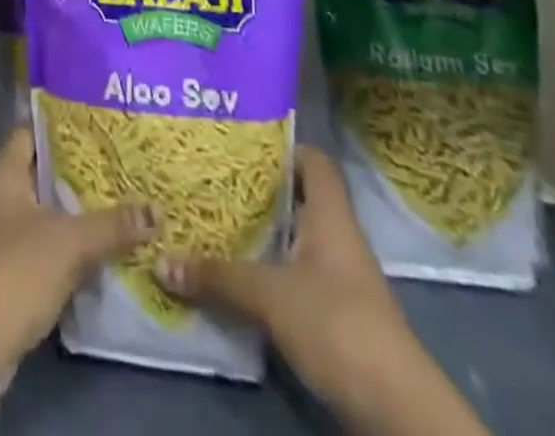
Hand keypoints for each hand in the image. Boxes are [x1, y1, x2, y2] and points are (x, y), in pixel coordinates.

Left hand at [0, 125, 157, 372]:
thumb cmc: (16, 271)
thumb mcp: (69, 243)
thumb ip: (112, 225)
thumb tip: (157, 210)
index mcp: (5, 173)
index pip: (32, 131)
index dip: (61, 124)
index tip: (96, 122)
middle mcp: (0, 195)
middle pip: (43, 170)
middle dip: (78, 168)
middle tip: (120, 160)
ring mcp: (3, 233)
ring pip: (47, 208)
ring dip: (77, 207)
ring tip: (121, 196)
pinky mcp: (12, 267)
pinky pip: (47, 241)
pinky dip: (71, 240)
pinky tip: (104, 242)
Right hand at [153, 145, 410, 393]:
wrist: (395, 407)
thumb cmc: (336, 323)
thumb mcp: (269, 295)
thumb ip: (218, 276)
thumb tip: (160, 260)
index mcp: (330, 214)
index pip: (313, 161)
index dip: (282, 148)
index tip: (241, 147)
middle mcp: (337, 238)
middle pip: (298, 199)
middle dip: (258, 193)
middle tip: (212, 182)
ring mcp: (340, 279)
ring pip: (294, 241)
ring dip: (261, 237)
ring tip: (213, 225)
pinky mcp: (336, 316)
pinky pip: (296, 278)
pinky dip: (268, 274)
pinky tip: (236, 278)